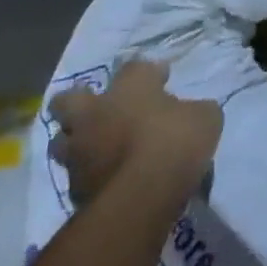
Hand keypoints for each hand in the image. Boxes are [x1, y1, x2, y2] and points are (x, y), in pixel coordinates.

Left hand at [48, 59, 221, 205]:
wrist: (141, 198)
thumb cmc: (175, 143)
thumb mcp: (205, 119)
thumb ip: (194, 111)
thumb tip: (192, 114)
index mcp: (129, 88)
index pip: (134, 67)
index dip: (149, 72)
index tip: (162, 79)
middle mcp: (96, 113)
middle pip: (68, 99)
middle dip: (79, 101)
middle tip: (100, 108)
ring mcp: (79, 152)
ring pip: (62, 140)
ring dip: (76, 141)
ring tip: (97, 148)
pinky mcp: (73, 188)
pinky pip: (76, 175)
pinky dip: (88, 175)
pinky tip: (106, 179)